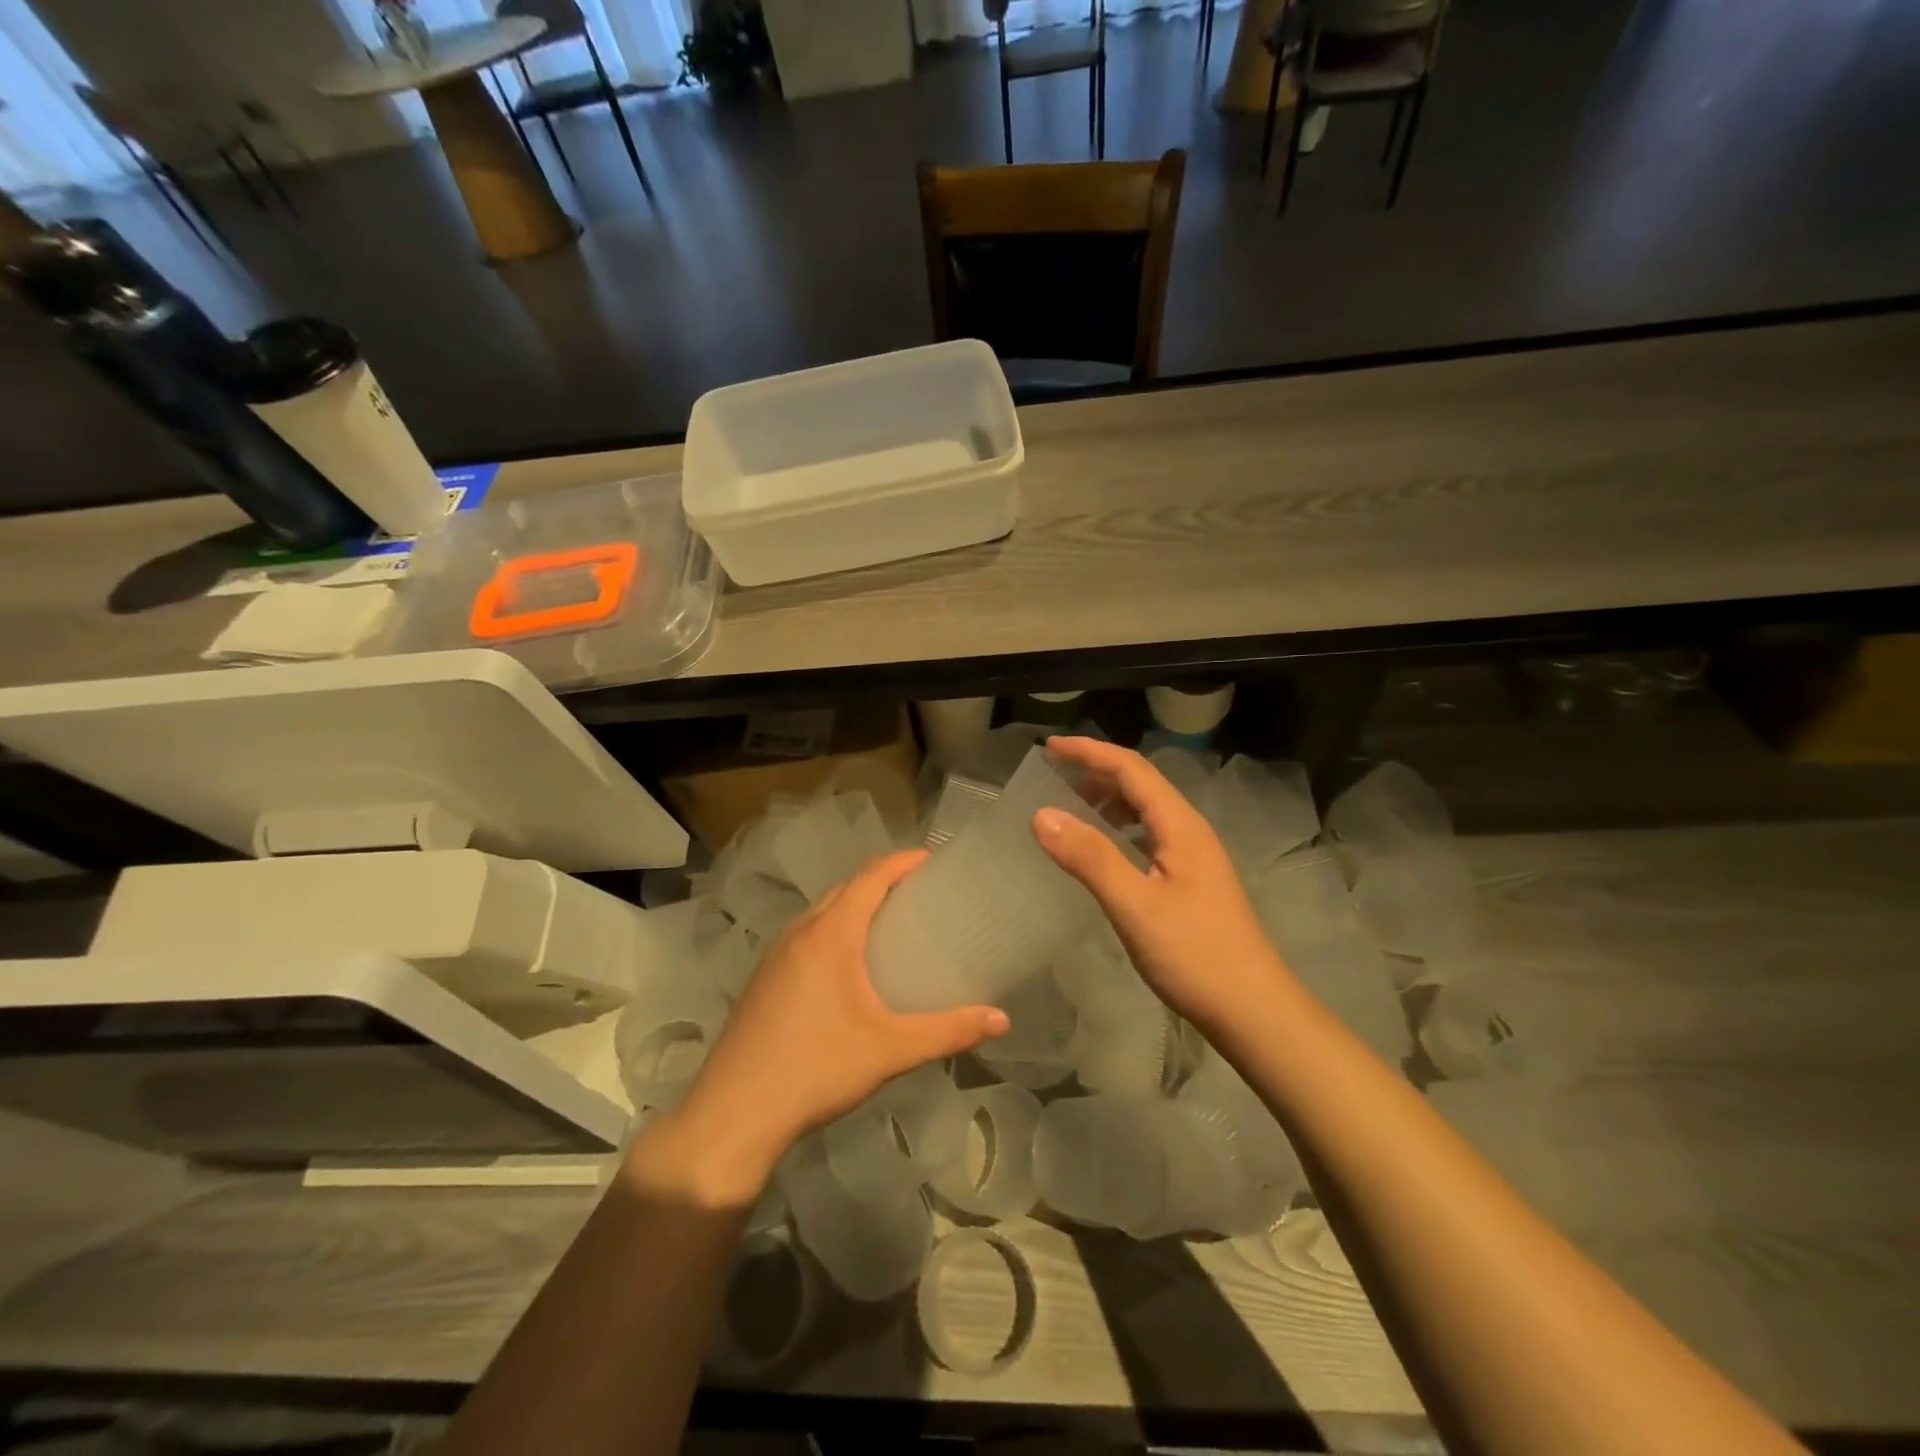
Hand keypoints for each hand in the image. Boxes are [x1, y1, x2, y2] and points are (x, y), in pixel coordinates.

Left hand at [655, 851, 1008, 1203]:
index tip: (933, 861)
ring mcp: (775, 954)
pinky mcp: (763, 978)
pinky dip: (833, 930)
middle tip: (921, 895)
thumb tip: (1002, 1019)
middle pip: (846, 888)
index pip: (870, 876)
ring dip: (855, 905)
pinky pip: (806, 935)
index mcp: (831, 934)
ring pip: (821, 911)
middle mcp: (800, 932)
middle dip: (882, 881)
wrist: (733, 1114)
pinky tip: (848, 967)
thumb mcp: (890, 1050)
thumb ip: (949, 1031)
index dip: (903, 861)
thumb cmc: (816, 1069)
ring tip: (890, 925)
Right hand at [1033, 736, 1294, 1036]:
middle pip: (1140, 785)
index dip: (1089, 752)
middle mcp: (1189, 831)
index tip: (1049, 747)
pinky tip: (1102, 850)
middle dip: (1096, 771)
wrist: (1253, 1010)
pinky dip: (1118, 830)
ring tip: (1068, 805)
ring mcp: (1193, 858)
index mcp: (1180, 825)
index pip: (1131, 769)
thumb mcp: (1135, 905)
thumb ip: (1090, 857)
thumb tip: (1041, 814)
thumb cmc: (1195, 955)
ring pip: (1145, 812)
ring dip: (1107, 800)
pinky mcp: (1190, 882)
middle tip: (1052, 773)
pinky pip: (1148, 838)